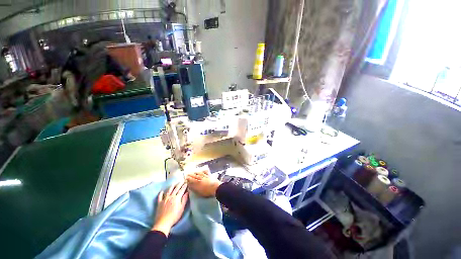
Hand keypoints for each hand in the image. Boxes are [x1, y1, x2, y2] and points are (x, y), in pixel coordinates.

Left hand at [152, 182, 188, 235]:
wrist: (163, 223)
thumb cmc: (174, 216)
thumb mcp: (181, 208)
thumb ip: (184, 199)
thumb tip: (187, 192)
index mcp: (177, 198)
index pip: (182, 190)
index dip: (184, 186)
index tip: (187, 182)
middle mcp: (171, 196)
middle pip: (176, 189)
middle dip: (179, 184)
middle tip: (182, 180)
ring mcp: (164, 199)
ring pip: (169, 190)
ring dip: (172, 186)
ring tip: (174, 183)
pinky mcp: (159, 203)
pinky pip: (160, 196)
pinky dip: (161, 193)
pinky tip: (162, 191)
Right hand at [186, 169, 221, 196]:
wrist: (216, 188)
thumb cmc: (207, 191)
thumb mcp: (199, 192)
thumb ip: (194, 188)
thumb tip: (190, 185)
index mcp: (198, 182)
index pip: (192, 179)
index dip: (188, 179)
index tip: (186, 178)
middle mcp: (201, 178)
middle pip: (195, 176)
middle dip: (191, 175)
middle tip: (187, 174)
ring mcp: (205, 176)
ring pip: (199, 173)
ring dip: (196, 172)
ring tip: (193, 172)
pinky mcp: (209, 175)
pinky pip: (205, 172)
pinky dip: (203, 171)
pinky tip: (202, 170)